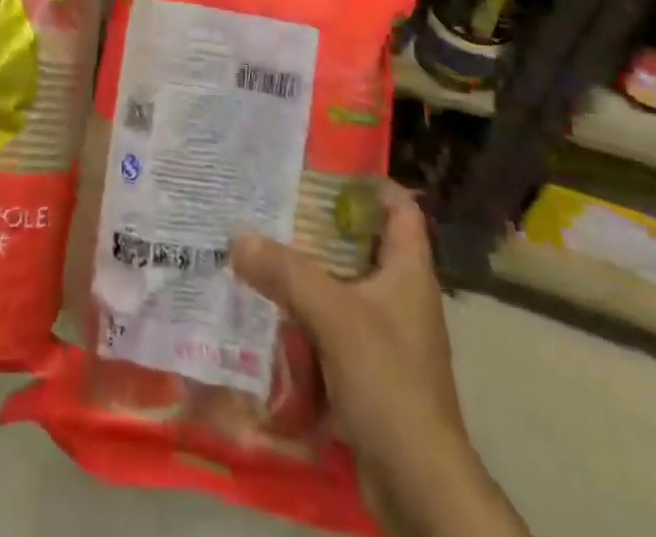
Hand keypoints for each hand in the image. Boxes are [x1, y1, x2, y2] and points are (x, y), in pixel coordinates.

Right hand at [233, 186, 520, 536]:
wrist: (418, 487)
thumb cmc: (388, 382)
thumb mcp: (334, 315)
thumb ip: (285, 272)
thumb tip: (237, 238)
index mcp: (408, 272)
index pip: (399, 208)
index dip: (368, 183)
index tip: (320, 168)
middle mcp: (400, 297)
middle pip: (360, 244)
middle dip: (318, 226)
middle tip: (272, 204)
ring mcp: (386, 337)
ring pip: (341, 287)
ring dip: (305, 273)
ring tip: (259, 249)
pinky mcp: (368, 371)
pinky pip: (331, 328)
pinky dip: (304, 317)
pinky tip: (267, 311)